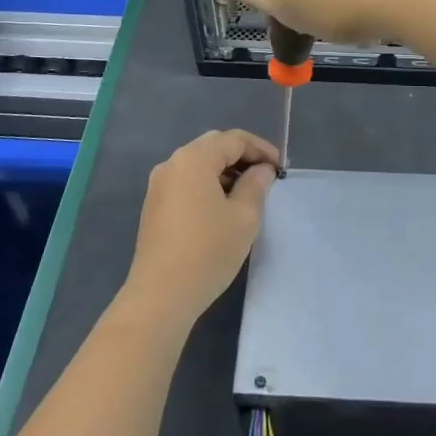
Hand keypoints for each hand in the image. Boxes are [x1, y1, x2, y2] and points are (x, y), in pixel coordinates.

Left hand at [123, 130, 278, 328]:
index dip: (261, 149)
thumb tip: (262, 170)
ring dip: (224, 171)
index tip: (280, 167)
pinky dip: (207, 185)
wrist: (161, 295)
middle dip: (242, 157)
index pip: (234, 140)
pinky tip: (222, 206)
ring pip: (198, 165)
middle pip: (213, 146)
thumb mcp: (244, 217)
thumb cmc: (207, 251)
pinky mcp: (154, 206)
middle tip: (265, 175)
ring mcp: (159, 185)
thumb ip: (256, 185)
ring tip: (248, 192)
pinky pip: (186, 182)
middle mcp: (172, 163)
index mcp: (193, 159)